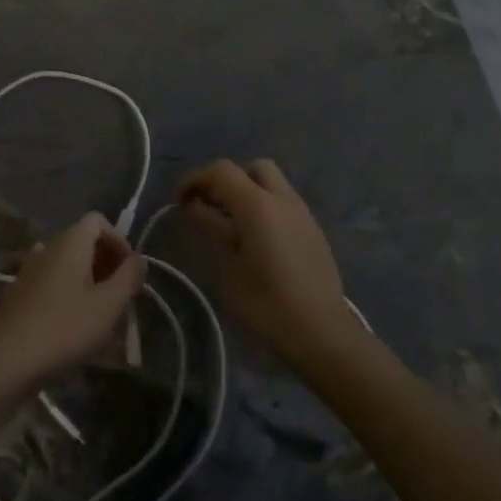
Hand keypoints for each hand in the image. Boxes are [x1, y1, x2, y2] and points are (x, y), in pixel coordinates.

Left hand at [0, 213, 147, 394]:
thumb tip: (139, 259)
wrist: (7, 362)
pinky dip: (68, 290)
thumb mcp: (109, 305)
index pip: (98, 220)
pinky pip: (52, 279)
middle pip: (83, 240)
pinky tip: (72, 322)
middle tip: (120, 294)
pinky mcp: (19, 293)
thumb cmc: (65, 328)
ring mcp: (29, 270)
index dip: (118, 240)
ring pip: (67, 262)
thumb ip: (129, 277)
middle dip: (106, 261)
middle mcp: (47, 247)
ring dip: (88, 278)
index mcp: (70, 242)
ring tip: (100, 310)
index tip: (129, 271)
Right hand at [179, 159, 355, 368]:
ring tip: (231, 224)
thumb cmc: (267, 304)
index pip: (222, 170)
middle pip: (252, 168)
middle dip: (228, 180)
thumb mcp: (229, 268)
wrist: (321, 331)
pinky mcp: (313, 230)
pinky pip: (284, 203)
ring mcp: (302, 212)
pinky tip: (256, 239)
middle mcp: (283, 198)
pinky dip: (265, 208)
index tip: (179, 200)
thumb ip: (213, 229)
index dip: (196, 178)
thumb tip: (196, 207)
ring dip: (248, 192)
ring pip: (272, 183)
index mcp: (258, 204)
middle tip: (210, 206)